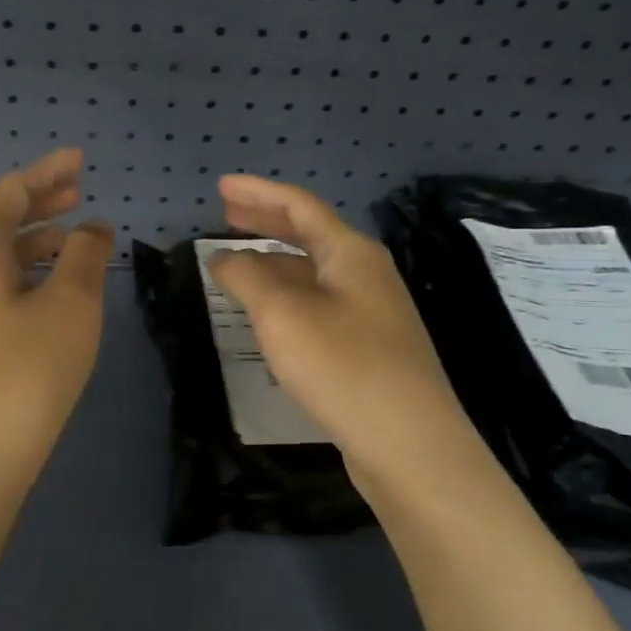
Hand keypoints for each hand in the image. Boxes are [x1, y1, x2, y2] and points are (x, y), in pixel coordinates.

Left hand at [0, 148, 114, 507]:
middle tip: (78, 192)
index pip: (10, 193)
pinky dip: (18, 276)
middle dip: (38, 204)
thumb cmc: (24, 376)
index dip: (47, 172)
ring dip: (29, 242)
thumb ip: (83, 256)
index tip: (80, 160)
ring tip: (69, 241)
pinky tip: (43, 295)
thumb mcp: (70, 307)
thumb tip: (90, 227)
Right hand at [207, 174, 478, 487]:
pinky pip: (319, 302)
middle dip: (265, 221)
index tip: (220, 187)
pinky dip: (287, 295)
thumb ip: (247, 277)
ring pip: (314, 271)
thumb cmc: (343, 366)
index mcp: (351, 252)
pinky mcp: (368, 346)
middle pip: (309, 234)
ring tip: (238, 261)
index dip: (257, 193)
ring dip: (274, 260)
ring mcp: (371, 310)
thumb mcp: (282, 315)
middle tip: (226, 214)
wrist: (409, 443)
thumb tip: (223, 256)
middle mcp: (366, 273)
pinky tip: (269, 312)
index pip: (298, 206)